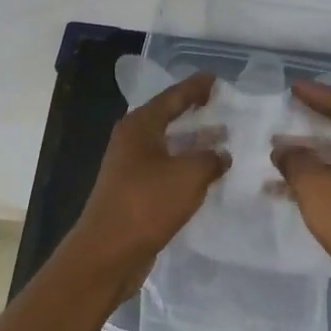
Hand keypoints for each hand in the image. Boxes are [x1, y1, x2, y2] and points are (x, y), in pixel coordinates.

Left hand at [64, 72, 229, 302]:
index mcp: (140, 127)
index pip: (172, 97)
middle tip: (219, 104)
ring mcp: (130, 168)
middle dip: (193, 112)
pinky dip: (186, 166)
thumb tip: (221, 154)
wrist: (108, 252)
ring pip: (167, 146)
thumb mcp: (188, 175)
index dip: (194, 87)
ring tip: (222, 139)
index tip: (214, 78)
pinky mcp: (134, 193)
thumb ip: (210, 159)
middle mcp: (132, 142)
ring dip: (192, 142)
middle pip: (167, 118)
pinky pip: (166, 170)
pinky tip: (206, 174)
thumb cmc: (147, 204)